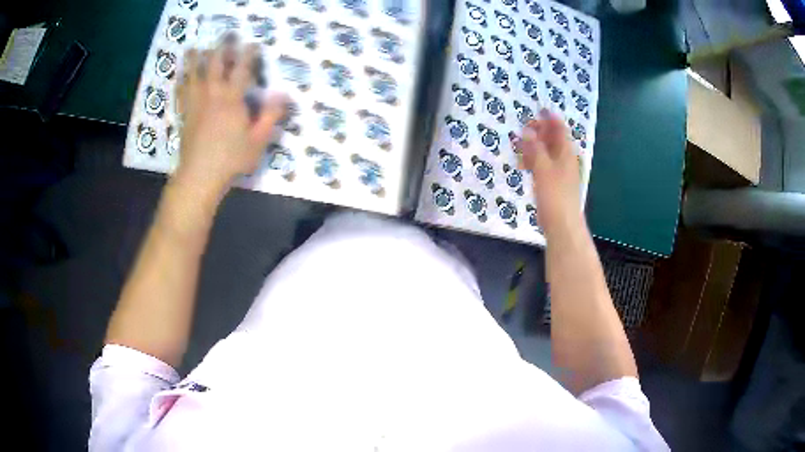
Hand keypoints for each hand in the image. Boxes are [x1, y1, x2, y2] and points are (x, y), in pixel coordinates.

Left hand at [174, 36, 287, 193]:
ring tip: (193, 48)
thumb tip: (284, 95)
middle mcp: (212, 94)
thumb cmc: (231, 159)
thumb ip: (271, 116)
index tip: (252, 44)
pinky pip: (180, 94)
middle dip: (220, 49)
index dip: (248, 54)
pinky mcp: (184, 115)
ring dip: (193, 60)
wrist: (200, 176)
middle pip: (214, 64)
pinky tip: (179, 77)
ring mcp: (195, 103)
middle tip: (224, 37)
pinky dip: (180, 82)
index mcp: (231, 99)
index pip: (241, 69)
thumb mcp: (258, 140)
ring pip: (192, 75)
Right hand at [515, 110, 581, 234]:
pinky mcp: (554, 184)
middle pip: (553, 139)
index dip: (550, 118)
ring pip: (547, 153)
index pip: (560, 129)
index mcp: (566, 153)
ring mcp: (560, 172)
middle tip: (523, 129)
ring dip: (534, 147)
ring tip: (519, 146)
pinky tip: (523, 165)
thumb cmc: (554, 195)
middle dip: (539, 132)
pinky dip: (534, 161)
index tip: (537, 110)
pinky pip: (544, 166)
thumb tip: (527, 131)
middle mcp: (565, 160)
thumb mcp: (543, 169)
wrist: (562, 225)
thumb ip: (534, 149)